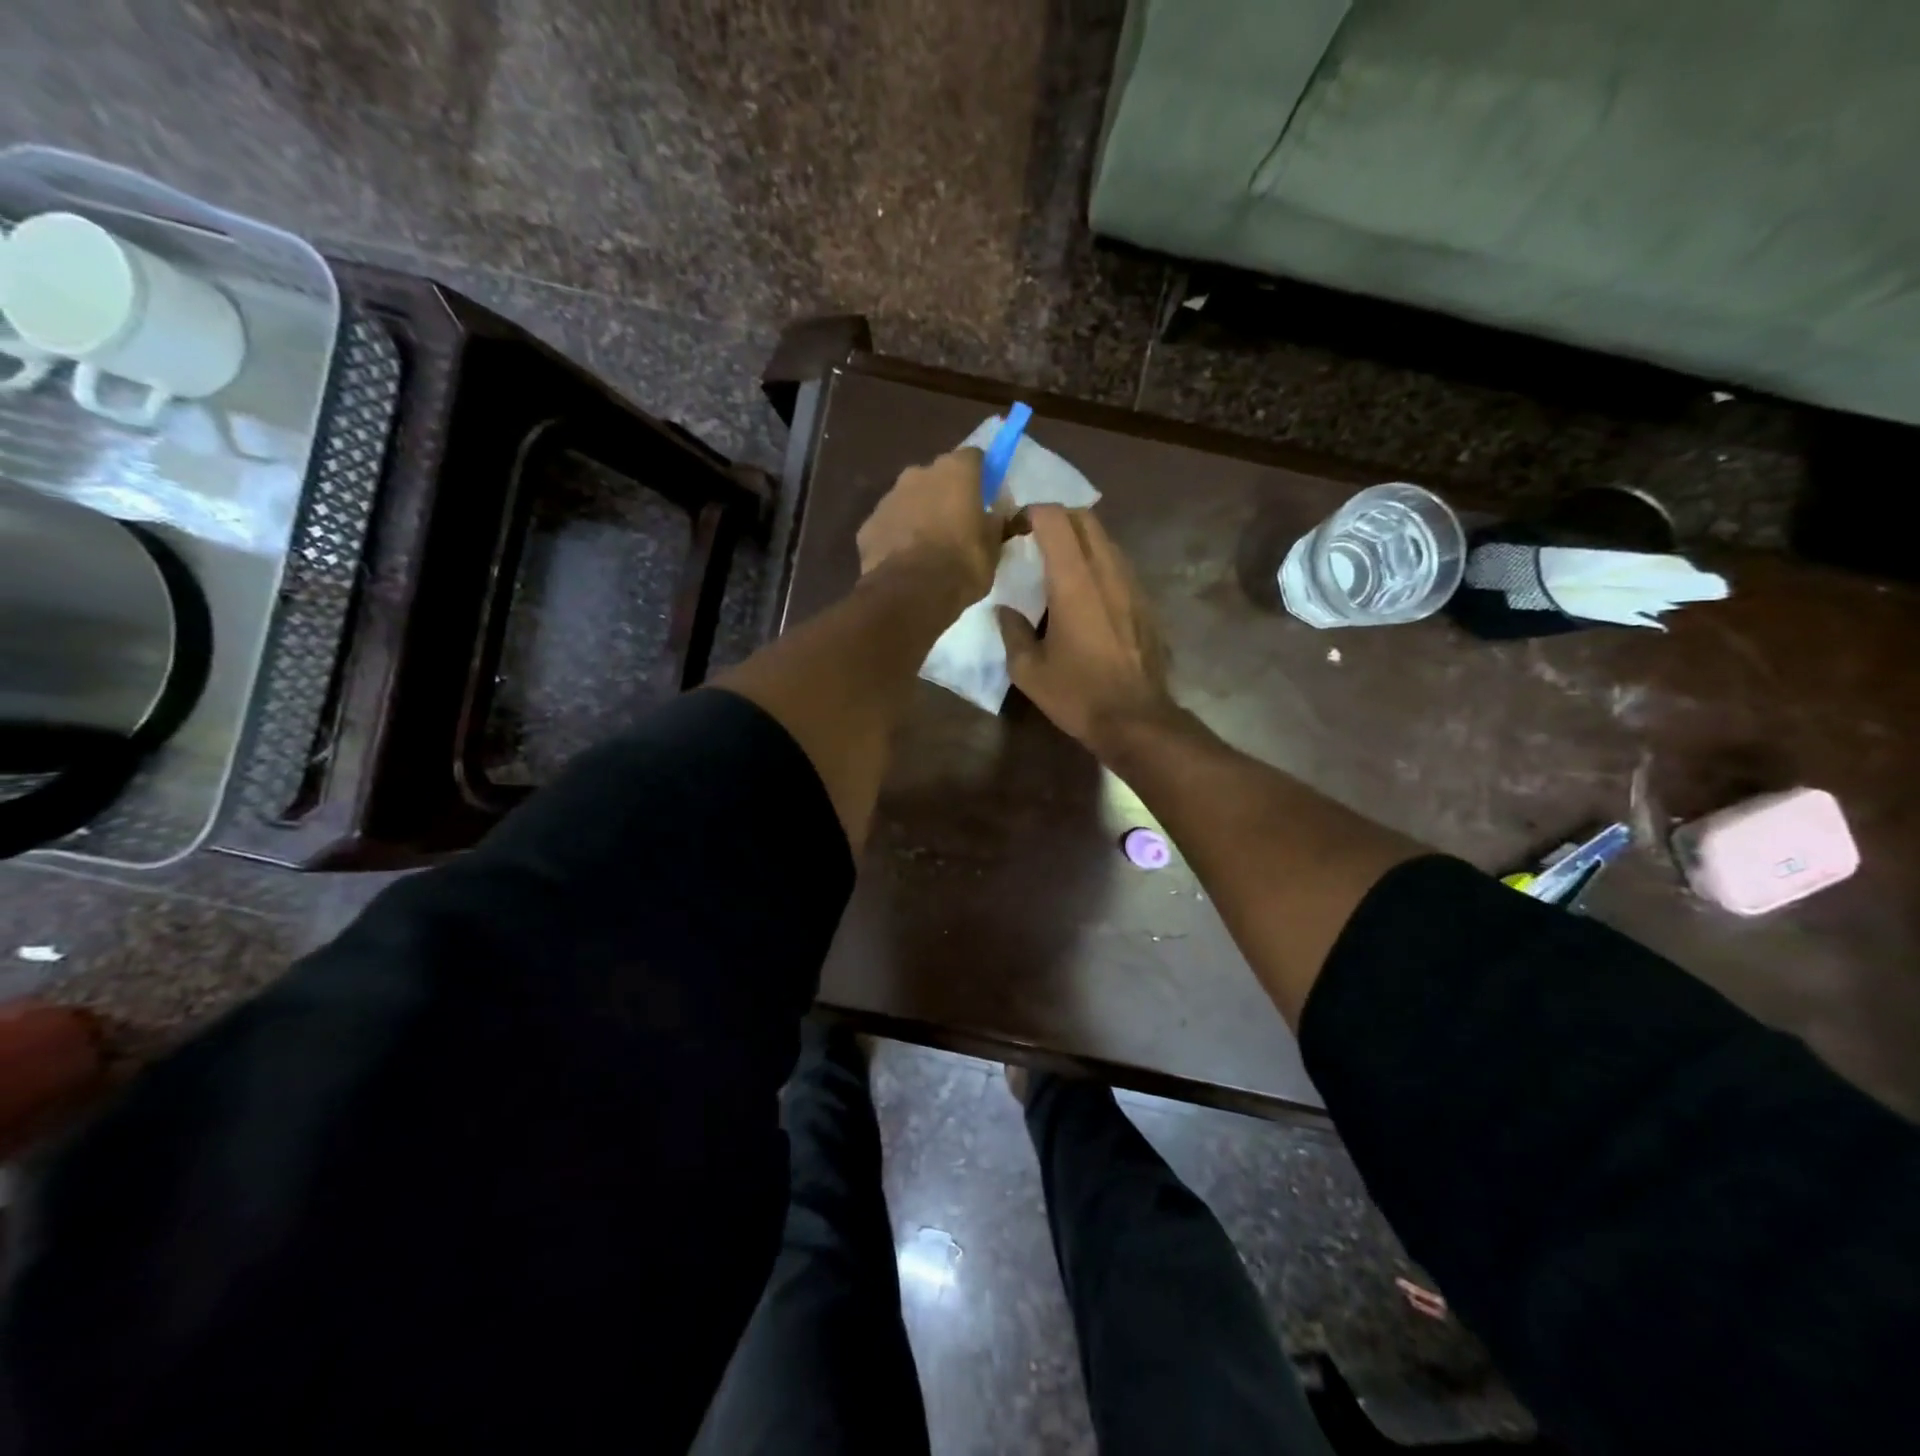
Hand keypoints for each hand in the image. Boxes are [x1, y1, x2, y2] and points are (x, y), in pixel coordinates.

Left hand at [856, 448, 1000, 605]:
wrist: (910, 593)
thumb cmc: (962, 565)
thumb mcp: (993, 548)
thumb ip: (994, 524)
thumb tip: (995, 516)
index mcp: (955, 471)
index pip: (974, 458)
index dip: (981, 477)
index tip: (986, 499)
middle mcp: (918, 473)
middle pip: (937, 477)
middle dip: (946, 496)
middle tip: (956, 526)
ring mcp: (888, 498)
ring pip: (909, 500)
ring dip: (919, 515)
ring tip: (928, 549)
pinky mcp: (868, 525)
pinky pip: (889, 525)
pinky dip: (897, 537)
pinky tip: (905, 562)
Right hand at [996, 505, 1175, 752]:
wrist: (1136, 720)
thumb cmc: (1077, 695)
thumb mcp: (1029, 670)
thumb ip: (1012, 631)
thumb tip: (1005, 610)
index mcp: (1074, 581)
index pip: (1053, 518)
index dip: (1028, 513)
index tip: (1010, 532)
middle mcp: (1107, 571)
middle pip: (1084, 517)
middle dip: (1055, 519)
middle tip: (1031, 542)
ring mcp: (1132, 584)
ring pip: (1105, 539)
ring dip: (1078, 541)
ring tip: (1055, 567)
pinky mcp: (1145, 602)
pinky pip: (1118, 565)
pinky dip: (1096, 564)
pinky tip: (1083, 595)